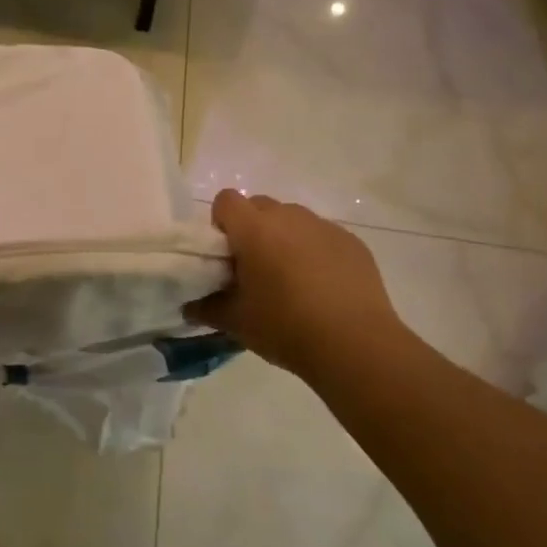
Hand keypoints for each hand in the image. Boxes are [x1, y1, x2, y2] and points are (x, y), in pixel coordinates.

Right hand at [187, 190, 407, 381]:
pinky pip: (322, 236)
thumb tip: (190, 305)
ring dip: (285, 238)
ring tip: (292, 280)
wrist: (356, 345)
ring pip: (293, 219)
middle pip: (260, 206)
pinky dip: (316, 252)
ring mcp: (324, 226)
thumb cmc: (286, 327)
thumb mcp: (236, 323)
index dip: (221, 223)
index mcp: (254, 229)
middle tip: (255, 268)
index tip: (226, 255)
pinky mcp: (352, 242)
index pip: (226, 200)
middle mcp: (288, 216)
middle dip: (252, 229)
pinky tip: (324, 287)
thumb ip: (206, 308)